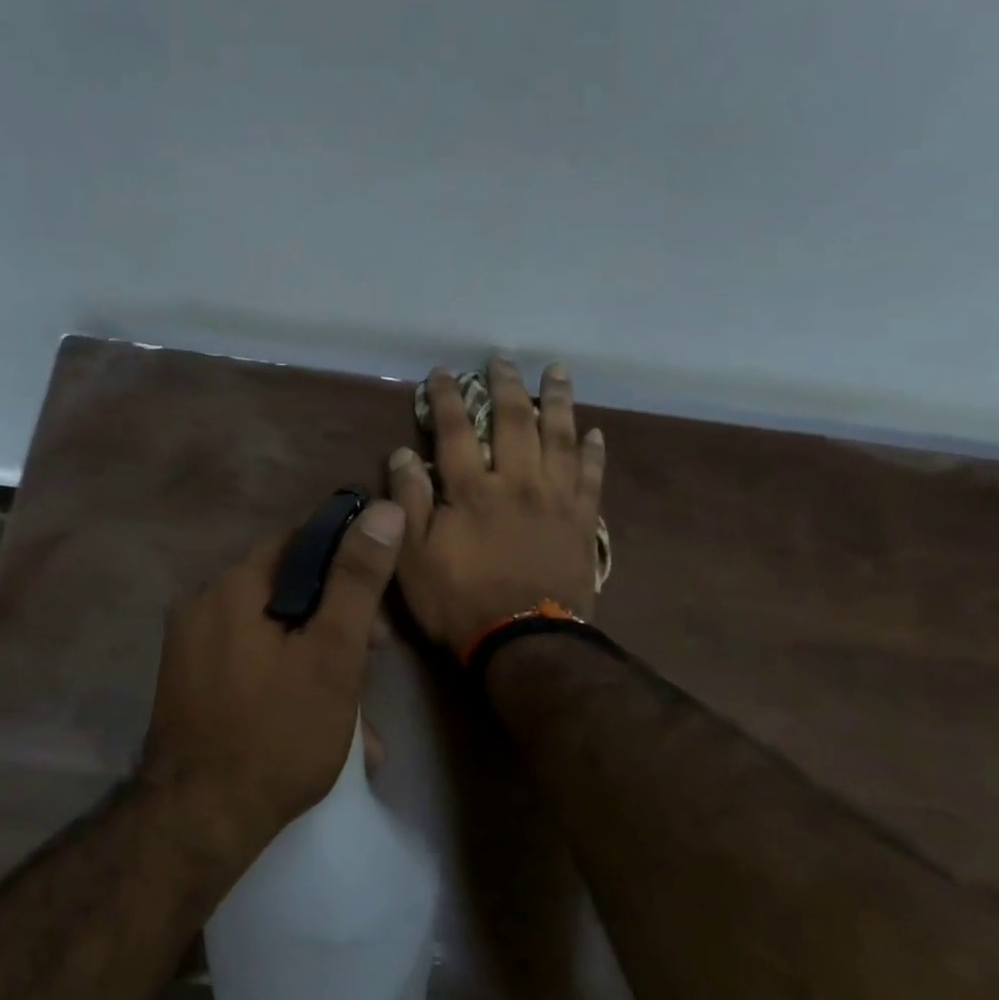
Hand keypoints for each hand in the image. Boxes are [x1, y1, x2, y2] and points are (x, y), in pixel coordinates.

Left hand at [139, 498, 405, 870]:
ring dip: (312, 658)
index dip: (344, 564)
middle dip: (332, 621)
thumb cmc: (277, 734)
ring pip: (268, 632)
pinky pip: (245, 661)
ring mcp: (189, 646)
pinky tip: (312, 719)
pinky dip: (281, 677)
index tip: (375, 608)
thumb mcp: (331, 655)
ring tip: (351, 713)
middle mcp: (202, 604)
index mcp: (232, 587)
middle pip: (283, 589)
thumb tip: (382, 509)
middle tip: (369, 662)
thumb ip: (357, 581)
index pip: (297, 542)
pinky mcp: (187, 681)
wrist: (199, 821)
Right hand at [388, 358, 606, 651]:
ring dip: (557, 401)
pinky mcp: (583, 521)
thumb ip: (409, 502)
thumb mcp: (414, 558)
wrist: (525, 641)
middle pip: (514, 421)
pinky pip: (592, 476)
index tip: (444, 371)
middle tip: (503, 359)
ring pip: (560, 437)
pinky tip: (595, 431)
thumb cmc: (460, 601)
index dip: (449, 397)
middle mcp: (518, 481)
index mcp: (473, 490)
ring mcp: (556, 499)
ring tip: (557, 372)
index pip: (457, 430)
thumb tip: (403, 453)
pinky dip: (594, 451)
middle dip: (506, 385)